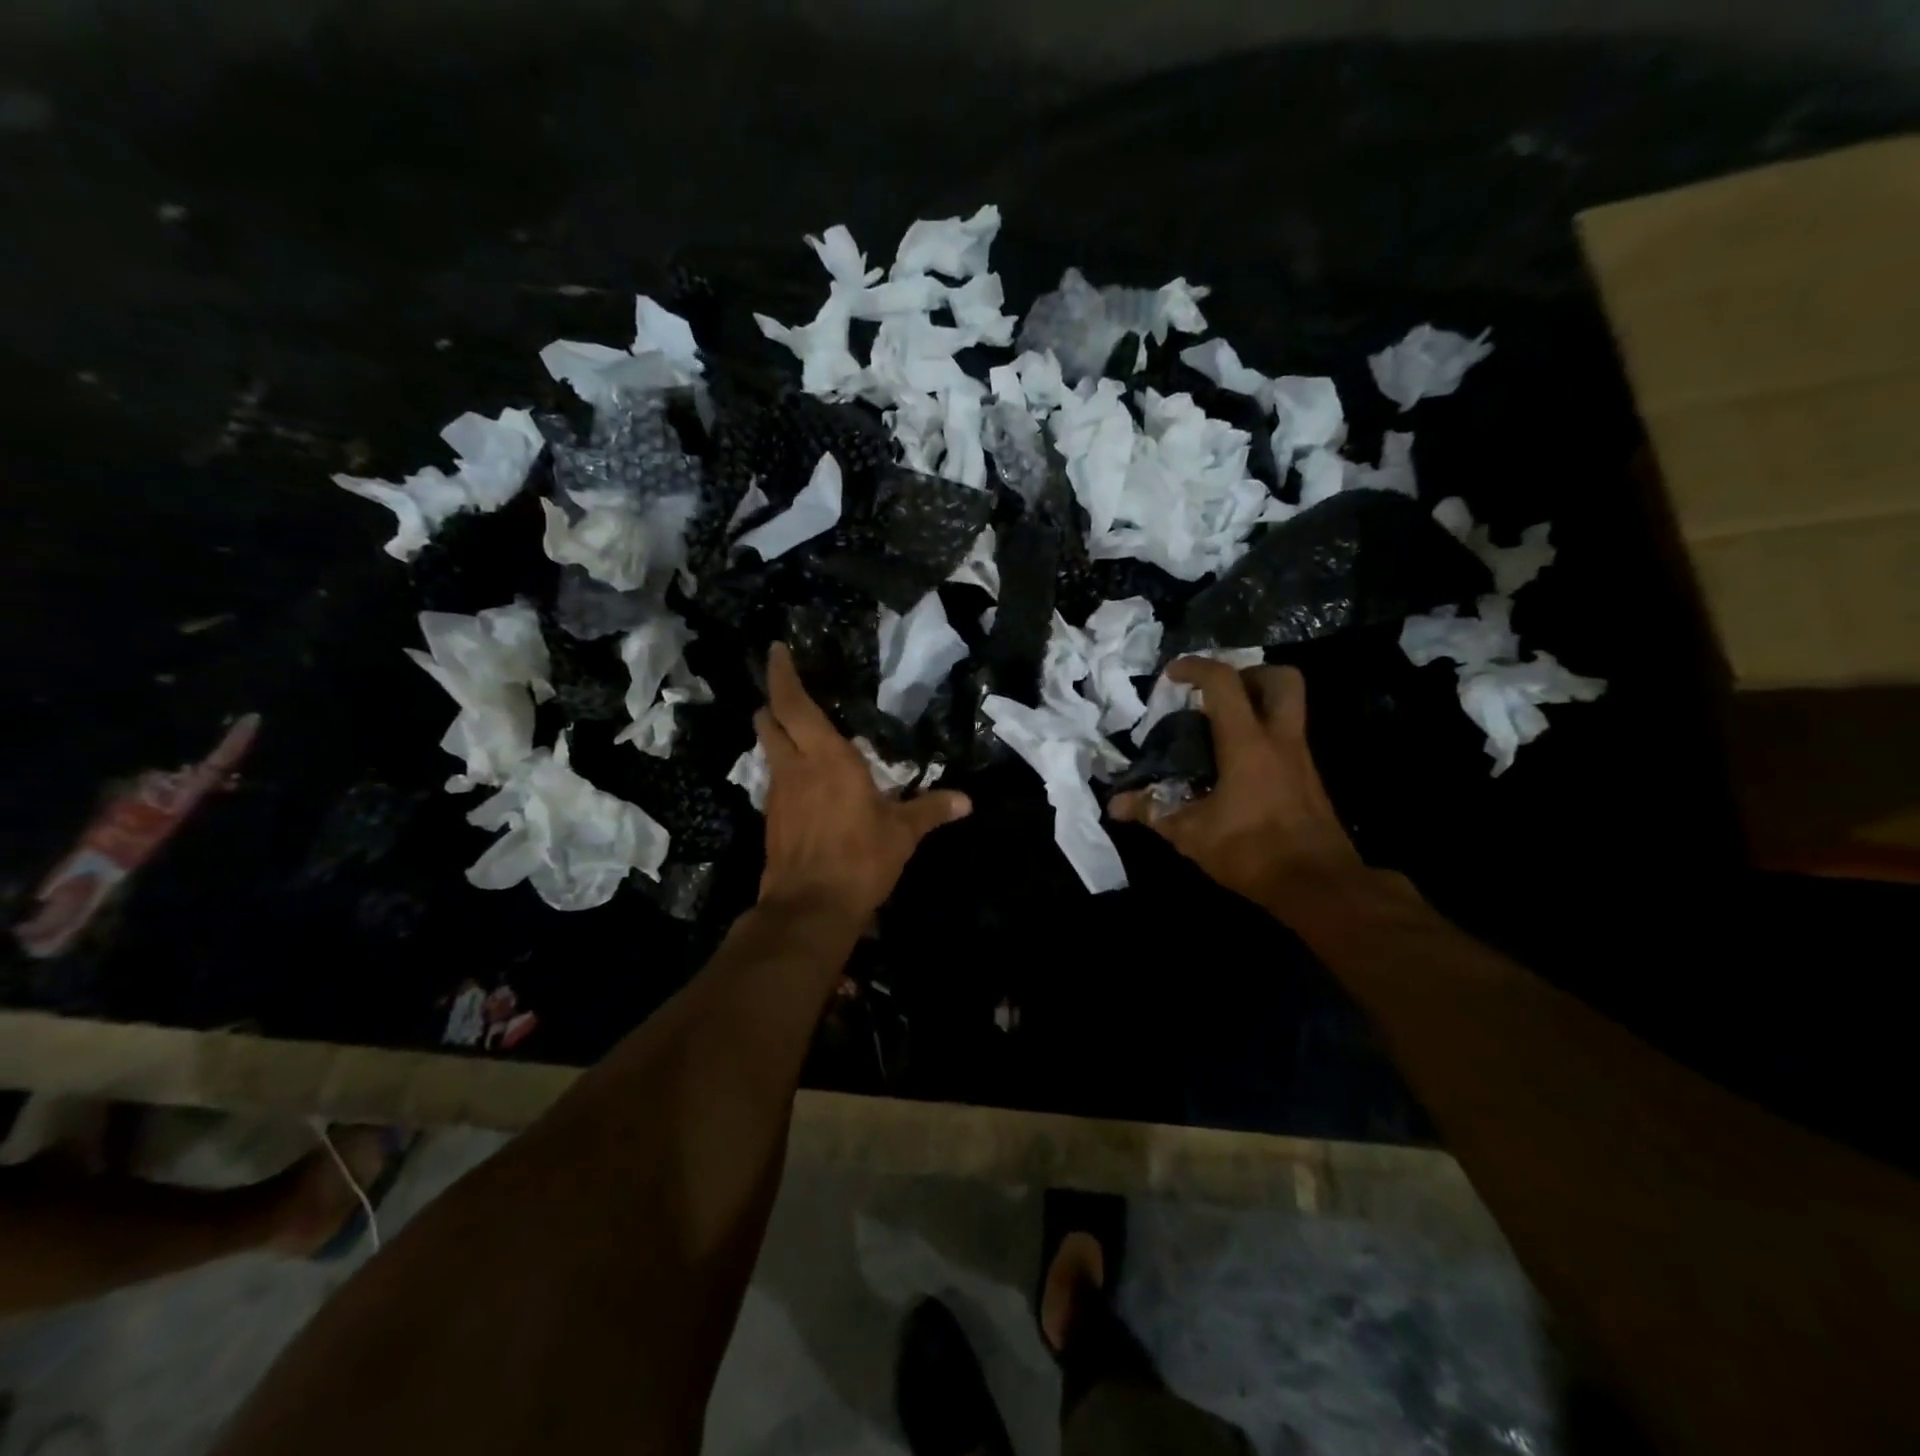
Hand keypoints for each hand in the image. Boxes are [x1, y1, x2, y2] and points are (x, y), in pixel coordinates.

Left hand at [755, 643, 970, 923]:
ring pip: (769, 752)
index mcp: (826, 758)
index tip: (777, 650)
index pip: (793, 704)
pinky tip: (806, 782)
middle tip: (788, 693)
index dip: (783, 675)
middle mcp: (794, 768)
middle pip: (769, 722)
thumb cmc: (859, 859)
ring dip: (778, 737)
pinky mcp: (772, 820)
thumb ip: (931, 810)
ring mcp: (777, 795)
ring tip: (801, 734)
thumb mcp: (902, 833)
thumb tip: (966, 801)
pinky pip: (776, 781)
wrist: (809, 908)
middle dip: (773, 703)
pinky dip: (786, 771)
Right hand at [1110, 661, 1363, 917]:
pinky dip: (1263, 735)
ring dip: (1258, 703)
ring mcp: (1301, 758)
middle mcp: (1280, 740)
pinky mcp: (1309, 779)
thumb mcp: (1192, 835)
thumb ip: (1153, 811)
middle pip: (1281, 679)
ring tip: (1221, 727)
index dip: (1196, 667)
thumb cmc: (1252, 852)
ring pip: (1290, 707)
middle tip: (1217, 694)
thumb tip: (1115, 804)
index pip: (1224, 683)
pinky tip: (1236, 765)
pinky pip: (1288, 737)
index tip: (1172, 674)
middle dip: (1248, 673)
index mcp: (1248, 744)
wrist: (1319, 886)